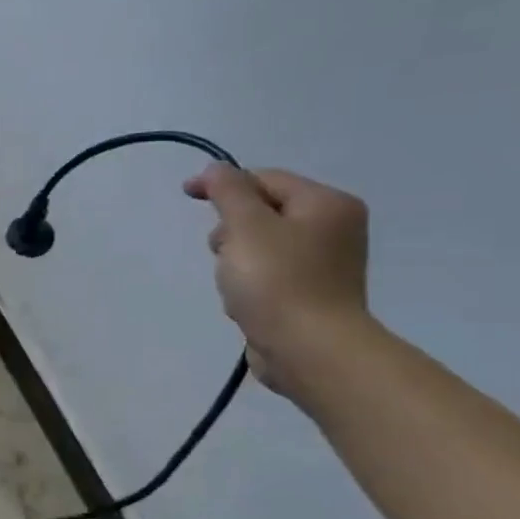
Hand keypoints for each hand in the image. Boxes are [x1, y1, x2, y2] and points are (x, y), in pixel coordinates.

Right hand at [183, 164, 371, 395]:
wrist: (307, 349)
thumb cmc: (276, 280)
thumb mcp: (245, 225)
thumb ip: (228, 191)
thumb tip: (215, 169)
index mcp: (327, 204)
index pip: (265, 179)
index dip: (223, 183)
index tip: (186, 195)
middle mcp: (334, 228)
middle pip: (263, 211)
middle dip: (231, 229)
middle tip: (221, 252)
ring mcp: (325, 263)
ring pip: (261, 245)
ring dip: (235, 259)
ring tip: (232, 283)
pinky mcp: (310, 293)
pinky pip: (268, 273)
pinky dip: (248, 281)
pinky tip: (243, 301)